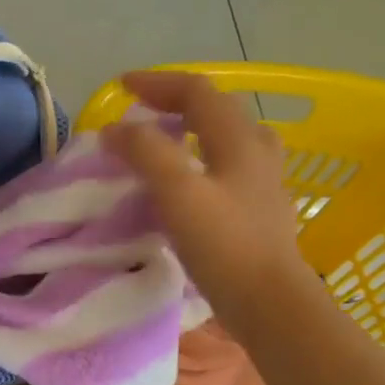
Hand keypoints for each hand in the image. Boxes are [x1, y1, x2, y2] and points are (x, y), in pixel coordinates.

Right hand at [102, 72, 308, 306]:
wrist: (270, 302)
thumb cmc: (224, 245)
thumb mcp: (177, 192)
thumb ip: (145, 153)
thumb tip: (114, 129)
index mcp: (238, 139)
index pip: (197, 92)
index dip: (158, 83)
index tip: (121, 87)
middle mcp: (257, 151)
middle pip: (217, 110)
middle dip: (176, 103)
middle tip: (142, 112)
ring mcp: (263, 182)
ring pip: (227, 139)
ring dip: (193, 131)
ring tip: (165, 143)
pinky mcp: (260, 211)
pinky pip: (229, 168)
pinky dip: (201, 161)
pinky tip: (189, 184)